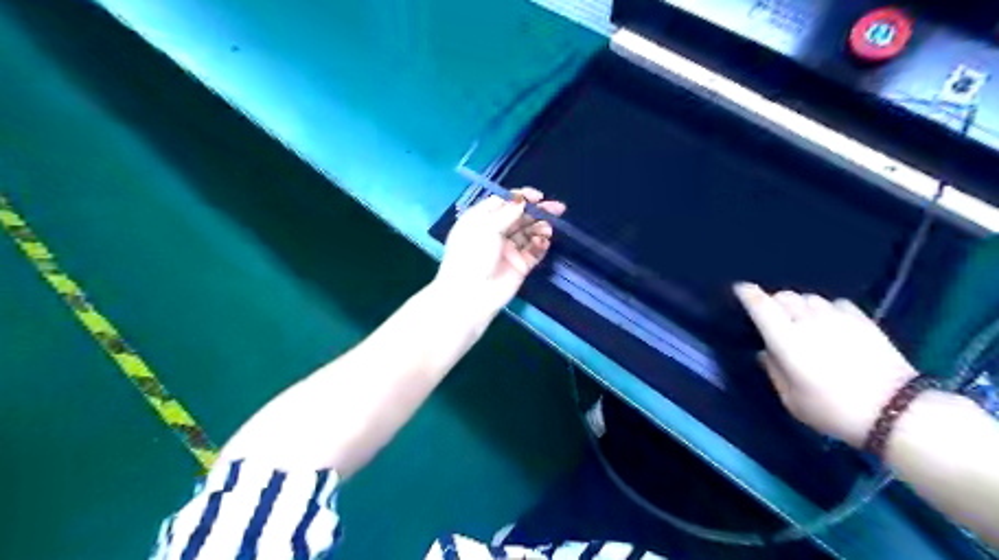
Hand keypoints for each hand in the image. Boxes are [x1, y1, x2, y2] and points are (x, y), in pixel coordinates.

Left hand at [436, 189, 563, 319]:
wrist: (471, 295)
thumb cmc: (472, 256)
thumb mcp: (486, 228)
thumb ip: (507, 212)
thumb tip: (522, 199)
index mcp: (481, 220)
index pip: (503, 203)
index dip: (521, 197)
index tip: (538, 196)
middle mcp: (495, 233)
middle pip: (520, 217)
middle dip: (537, 211)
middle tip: (557, 208)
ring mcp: (508, 250)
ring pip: (529, 233)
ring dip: (540, 228)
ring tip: (548, 228)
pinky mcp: (520, 266)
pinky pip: (534, 252)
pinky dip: (540, 245)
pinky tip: (544, 241)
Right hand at [737, 282, 914, 447]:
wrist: (896, 411)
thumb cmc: (833, 410)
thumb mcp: (792, 400)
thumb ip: (774, 371)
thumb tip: (766, 353)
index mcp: (785, 339)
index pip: (760, 305)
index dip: (747, 293)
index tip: (739, 289)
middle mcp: (808, 321)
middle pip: (784, 296)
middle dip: (773, 302)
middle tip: (773, 318)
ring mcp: (837, 318)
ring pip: (809, 297)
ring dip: (799, 305)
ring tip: (802, 321)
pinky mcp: (862, 320)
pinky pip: (836, 303)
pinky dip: (826, 309)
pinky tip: (830, 323)